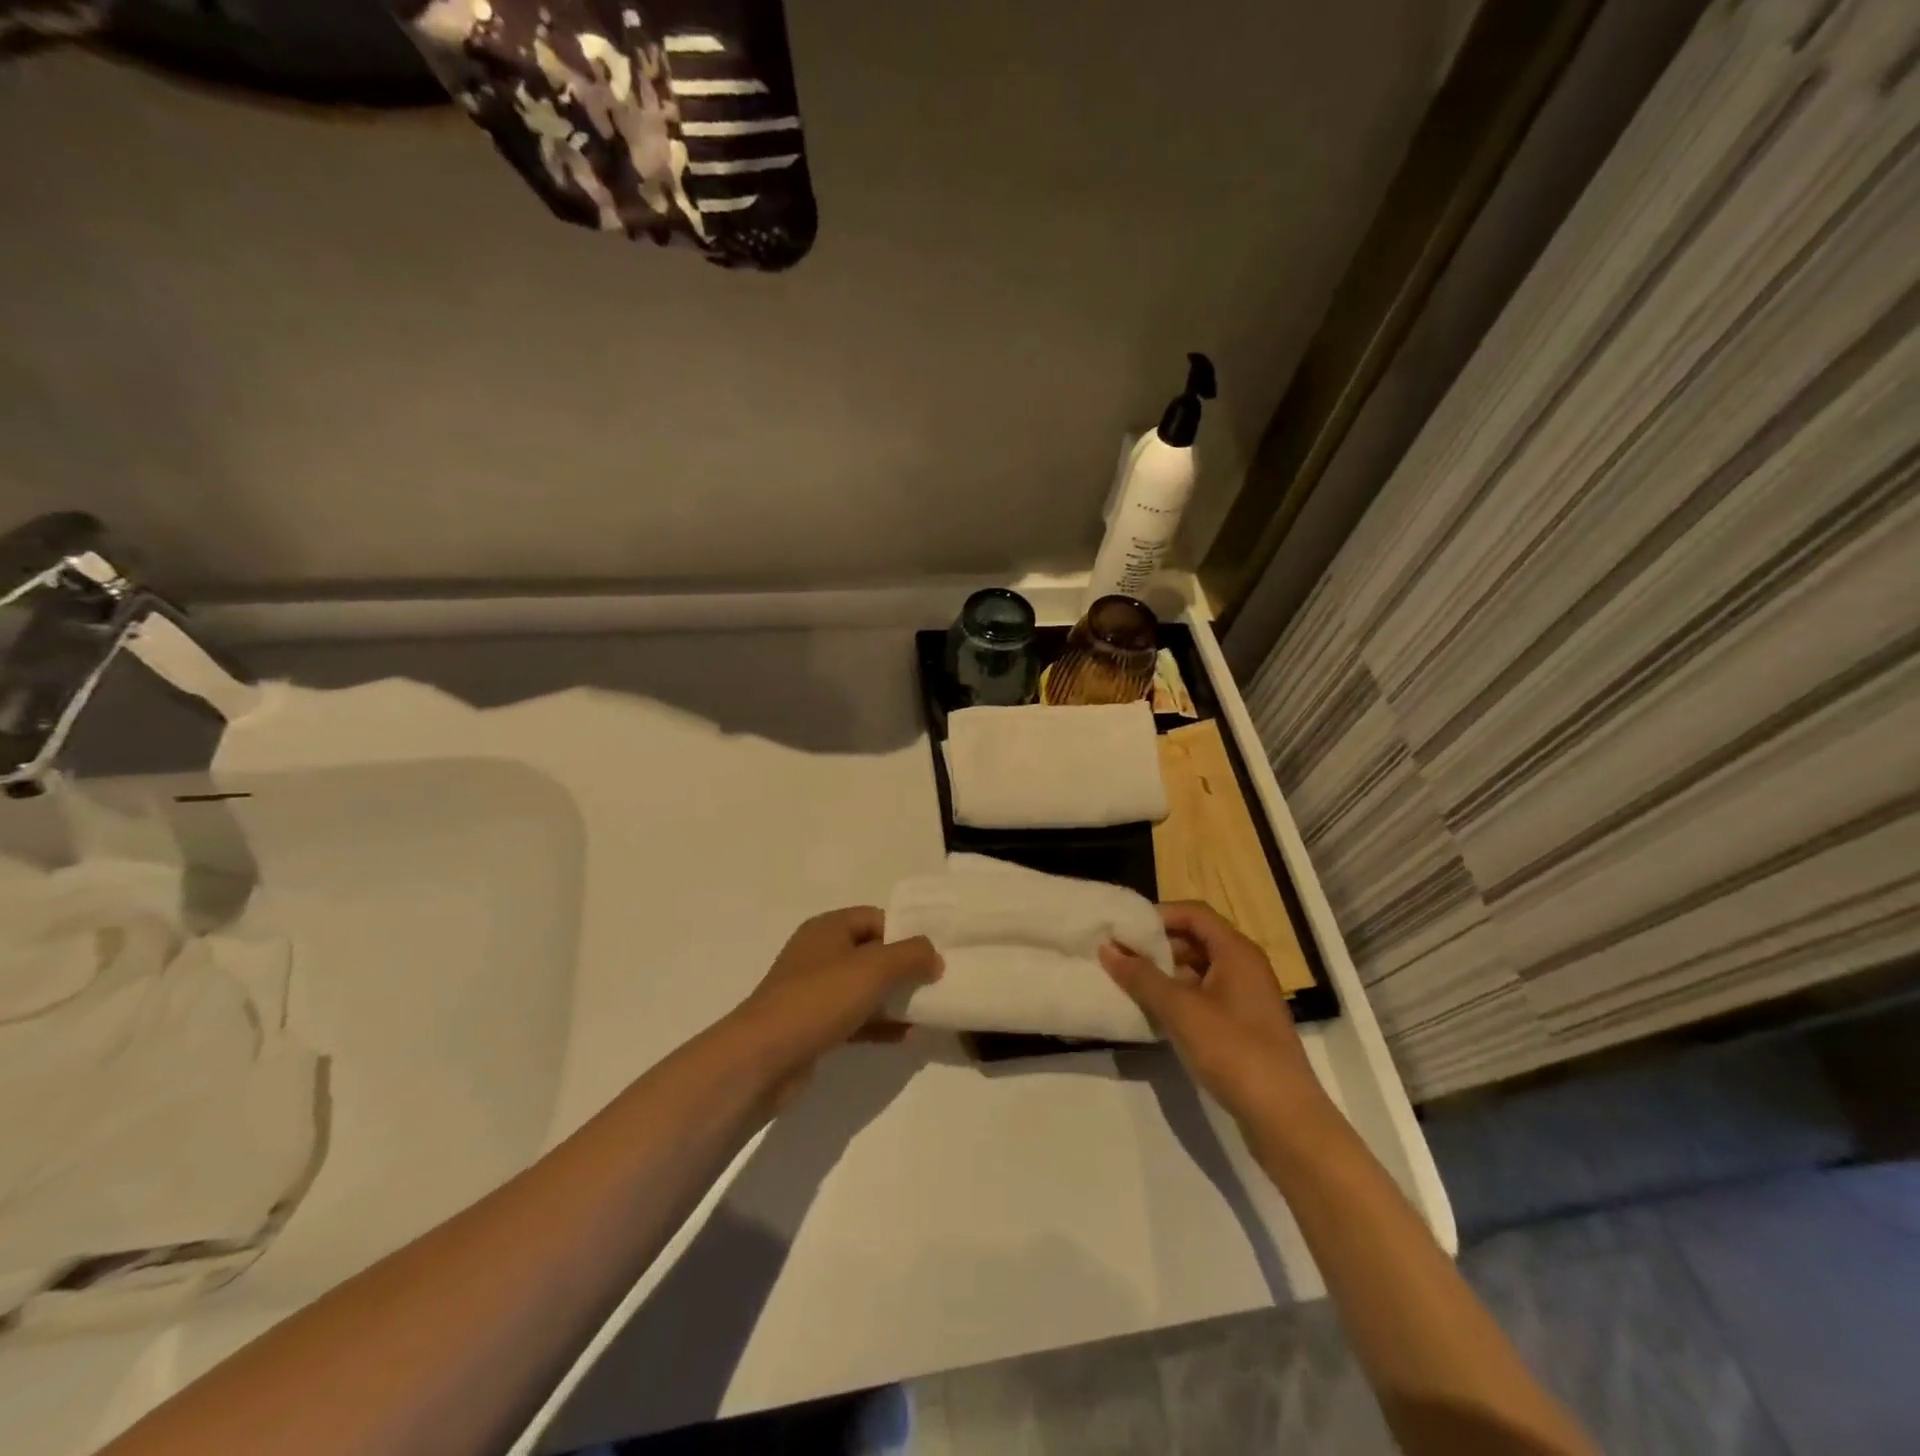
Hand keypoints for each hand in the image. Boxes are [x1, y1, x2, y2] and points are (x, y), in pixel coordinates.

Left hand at [730, 907, 941, 1105]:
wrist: (763, 1058)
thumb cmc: (819, 999)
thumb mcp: (873, 969)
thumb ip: (910, 955)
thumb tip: (934, 954)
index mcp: (828, 928)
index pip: (875, 918)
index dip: (905, 932)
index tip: (934, 953)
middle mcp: (819, 954)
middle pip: (871, 953)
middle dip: (903, 967)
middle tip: (936, 982)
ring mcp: (814, 992)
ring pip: (864, 987)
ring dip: (894, 997)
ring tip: (928, 1009)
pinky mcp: (813, 1026)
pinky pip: (855, 1018)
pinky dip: (879, 1024)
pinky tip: (907, 1036)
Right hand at [1101, 902, 1324, 1131]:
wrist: (1284, 1117)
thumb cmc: (1233, 1050)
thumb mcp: (1180, 1009)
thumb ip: (1142, 976)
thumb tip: (1107, 948)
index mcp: (1236, 951)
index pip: (1193, 913)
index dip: (1159, 914)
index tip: (1124, 928)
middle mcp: (1244, 966)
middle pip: (1196, 939)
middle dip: (1157, 944)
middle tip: (1119, 955)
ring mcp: (1245, 998)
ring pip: (1198, 970)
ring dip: (1165, 972)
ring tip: (1129, 982)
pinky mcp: (1242, 1026)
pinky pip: (1204, 996)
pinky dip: (1178, 997)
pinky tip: (1154, 1013)